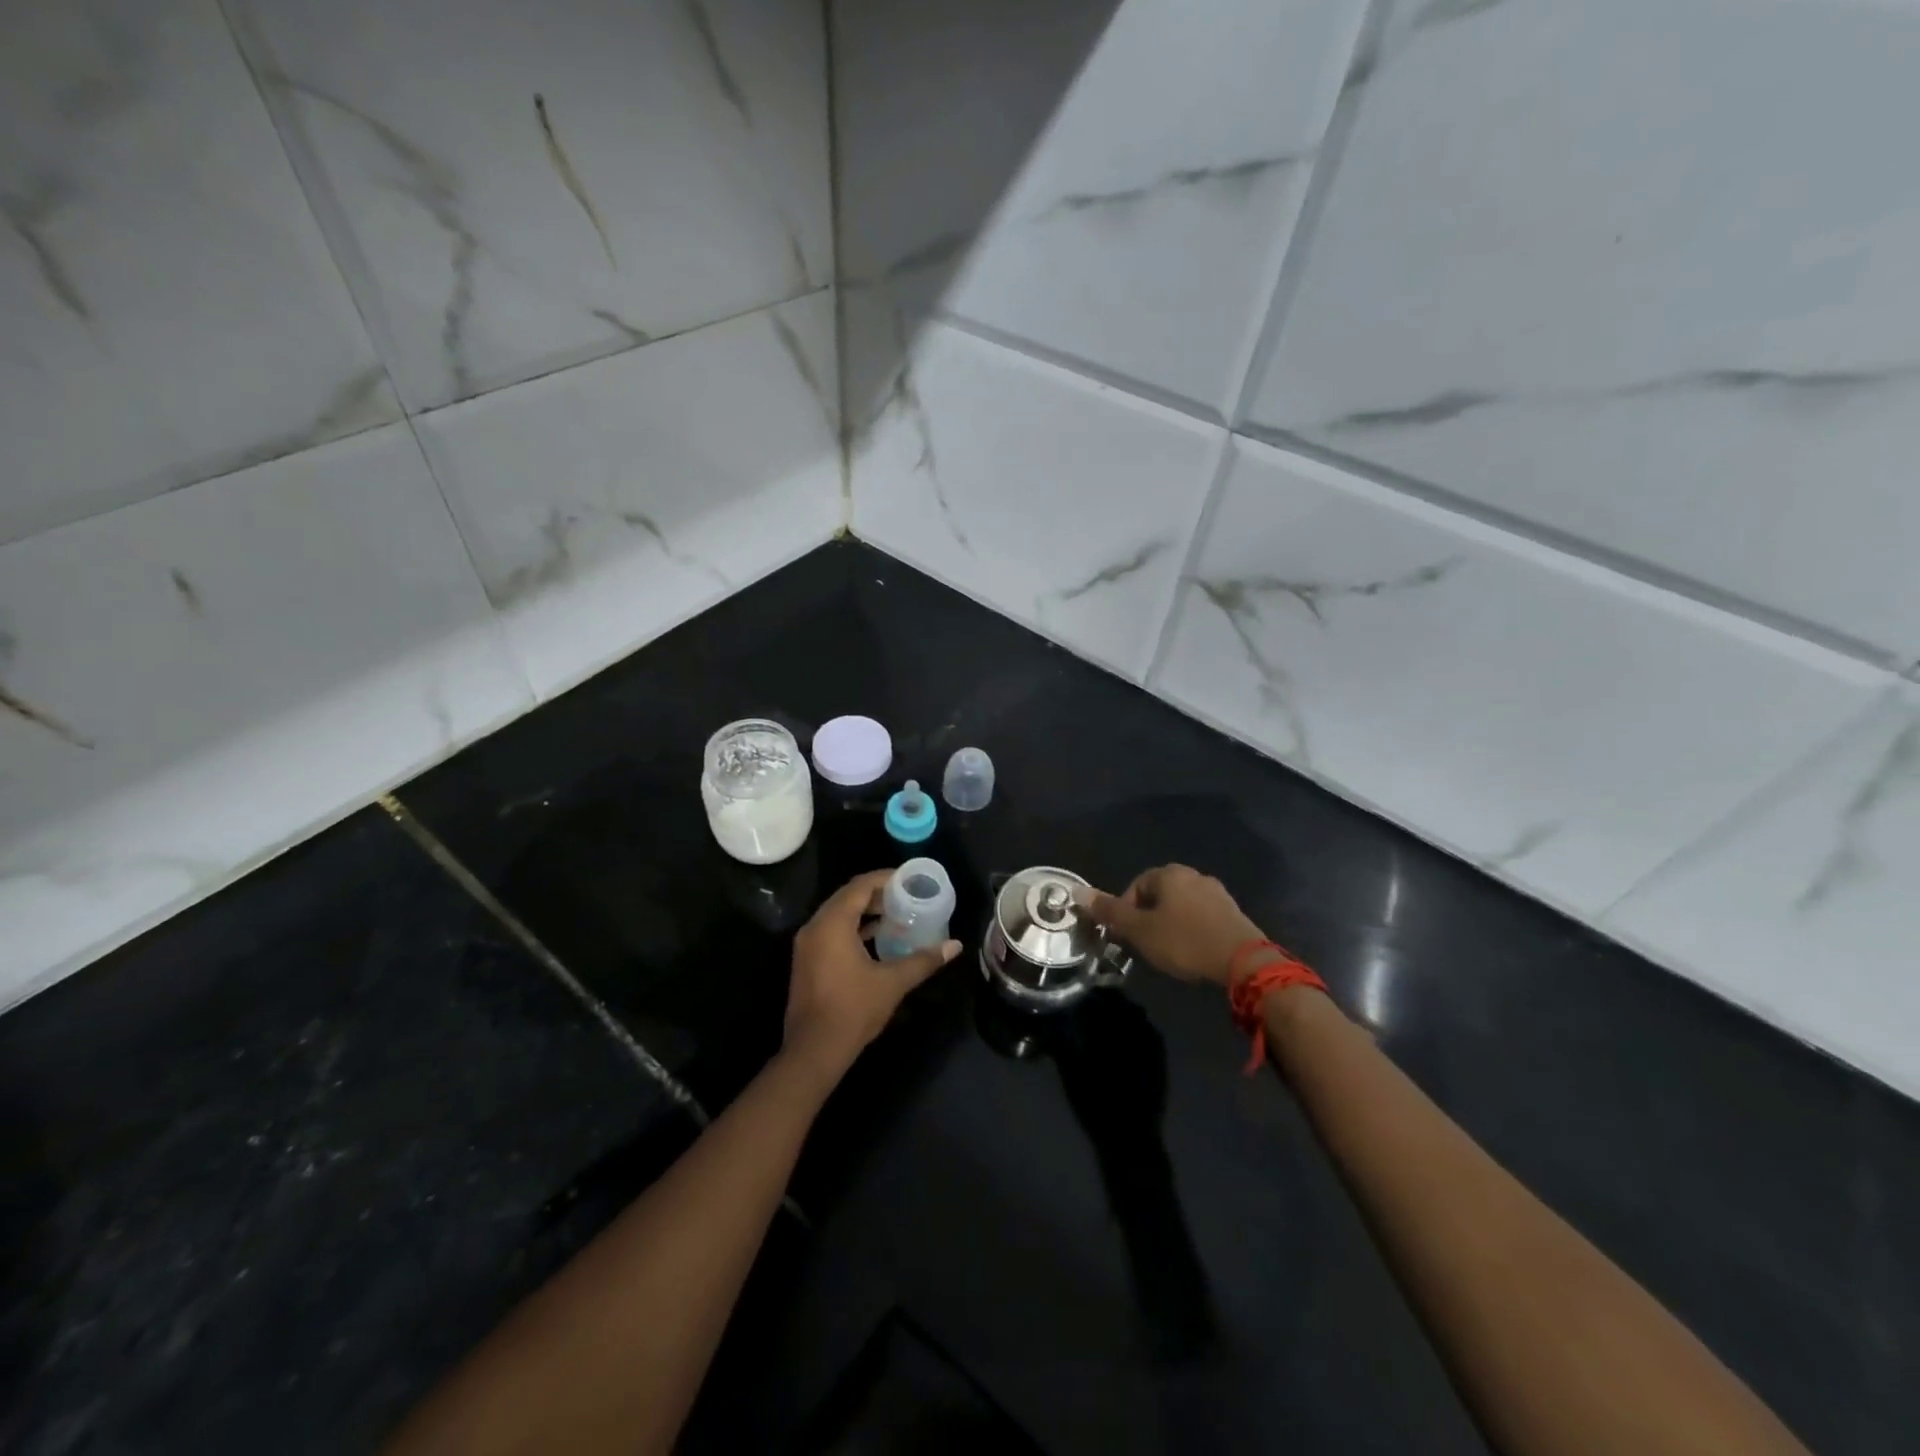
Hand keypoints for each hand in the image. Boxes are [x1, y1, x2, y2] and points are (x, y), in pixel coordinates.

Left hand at [783, 869, 959, 1082]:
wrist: (813, 1051)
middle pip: (848, 897)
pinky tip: (877, 937)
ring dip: (865, 911)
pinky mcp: (807, 960)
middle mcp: (815, 927)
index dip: (885, 878)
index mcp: (832, 924)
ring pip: (839, 914)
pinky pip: (832, 930)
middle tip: (907, 895)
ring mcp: (808, 944)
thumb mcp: (893, 983)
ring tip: (897, 913)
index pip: (860, 886)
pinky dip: (853, 927)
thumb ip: (923, 960)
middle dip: (877, 894)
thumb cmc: (853, 1010)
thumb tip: (955, 946)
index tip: (910, 879)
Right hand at [1078, 864, 1265, 987]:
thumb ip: (1110, 912)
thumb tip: (1077, 892)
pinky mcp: (1233, 912)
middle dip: (1148, 918)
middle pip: (1158, 895)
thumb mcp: (1140, 930)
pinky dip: (1191, 930)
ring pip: (1181, 906)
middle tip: (1145, 945)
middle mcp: (1193, 875)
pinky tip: (1192, 951)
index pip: (1135, 886)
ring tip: (1168, 951)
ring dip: (1170, 924)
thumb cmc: (1184, 941)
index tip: (1127, 937)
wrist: (1243, 961)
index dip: (1125, 912)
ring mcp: (1216, 892)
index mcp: (1169, 873)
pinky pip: (1201, 917)